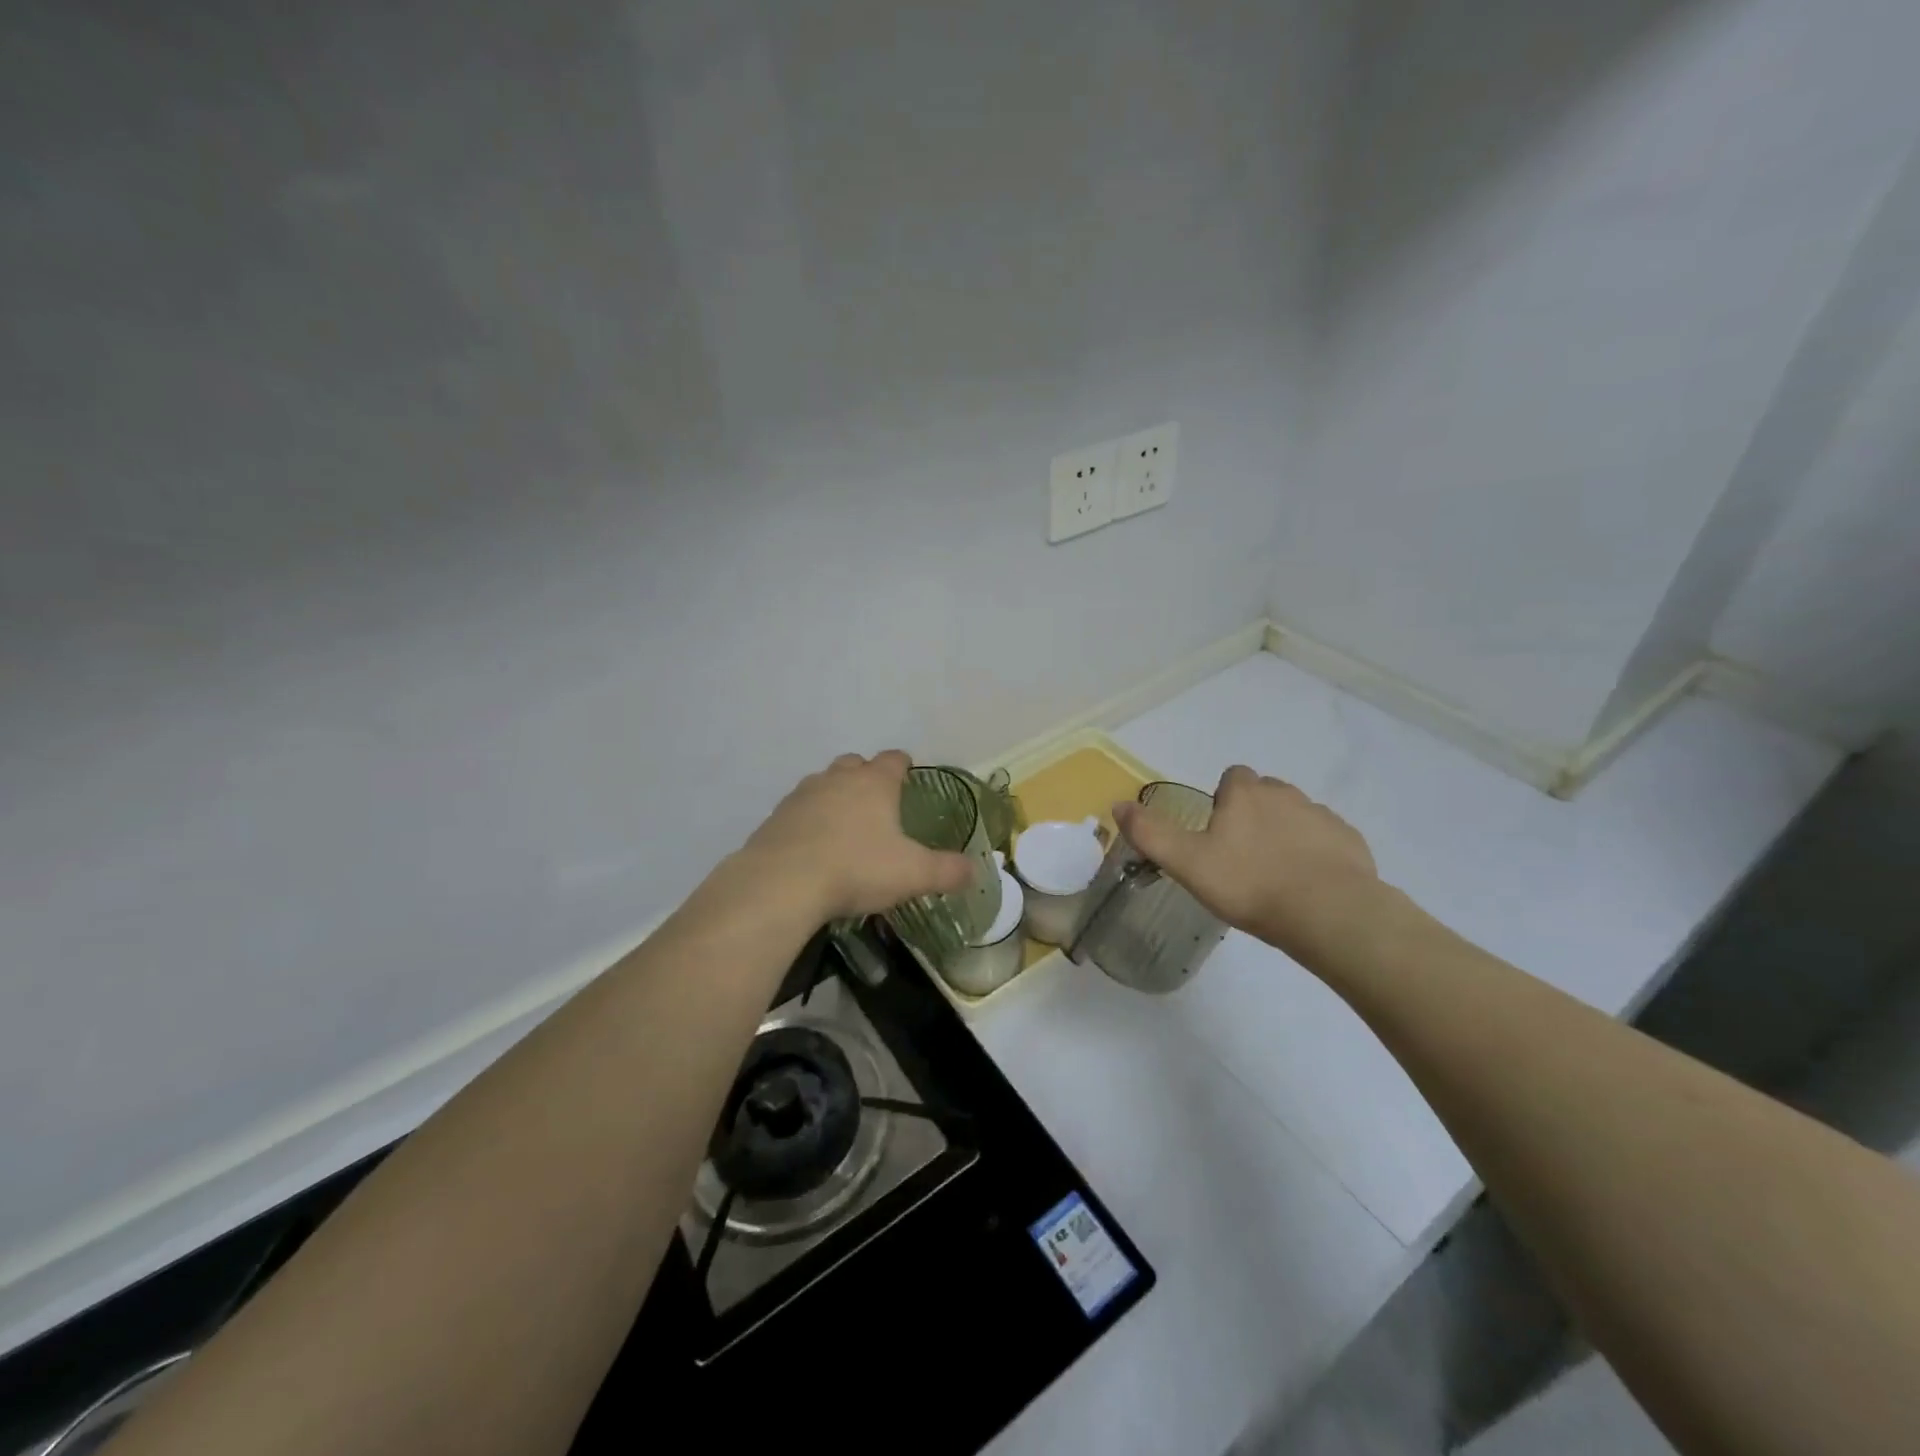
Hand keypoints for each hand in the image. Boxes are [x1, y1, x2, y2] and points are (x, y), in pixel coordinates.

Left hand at [740, 751, 974, 922]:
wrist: (782, 883)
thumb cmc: (856, 868)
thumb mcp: (913, 874)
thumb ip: (947, 871)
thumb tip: (973, 872)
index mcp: (874, 783)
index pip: (893, 759)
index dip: (902, 764)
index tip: (907, 772)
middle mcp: (837, 779)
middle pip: (853, 763)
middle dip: (865, 775)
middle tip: (876, 801)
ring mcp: (801, 796)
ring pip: (822, 783)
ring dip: (834, 796)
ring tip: (844, 824)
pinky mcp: (775, 818)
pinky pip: (797, 810)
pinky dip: (808, 821)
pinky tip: (813, 846)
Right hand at [1112, 765, 1381, 966]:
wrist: (1329, 913)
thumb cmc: (1250, 884)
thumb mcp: (1186, 863)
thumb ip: (1150, 833)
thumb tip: (1118, 804)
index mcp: (1245, 793)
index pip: (1231, 777)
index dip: (1223, 801)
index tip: (1218, 835)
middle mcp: (1285, 794)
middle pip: (1264, 794)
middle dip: (1253, 816)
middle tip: (1242, 858)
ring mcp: (1322, 816)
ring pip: (1296, 815)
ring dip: (1284, 834)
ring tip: (1275, 876)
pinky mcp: (1350, 841)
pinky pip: (1327, 839)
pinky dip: (1316, 854)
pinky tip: (1309, 886)